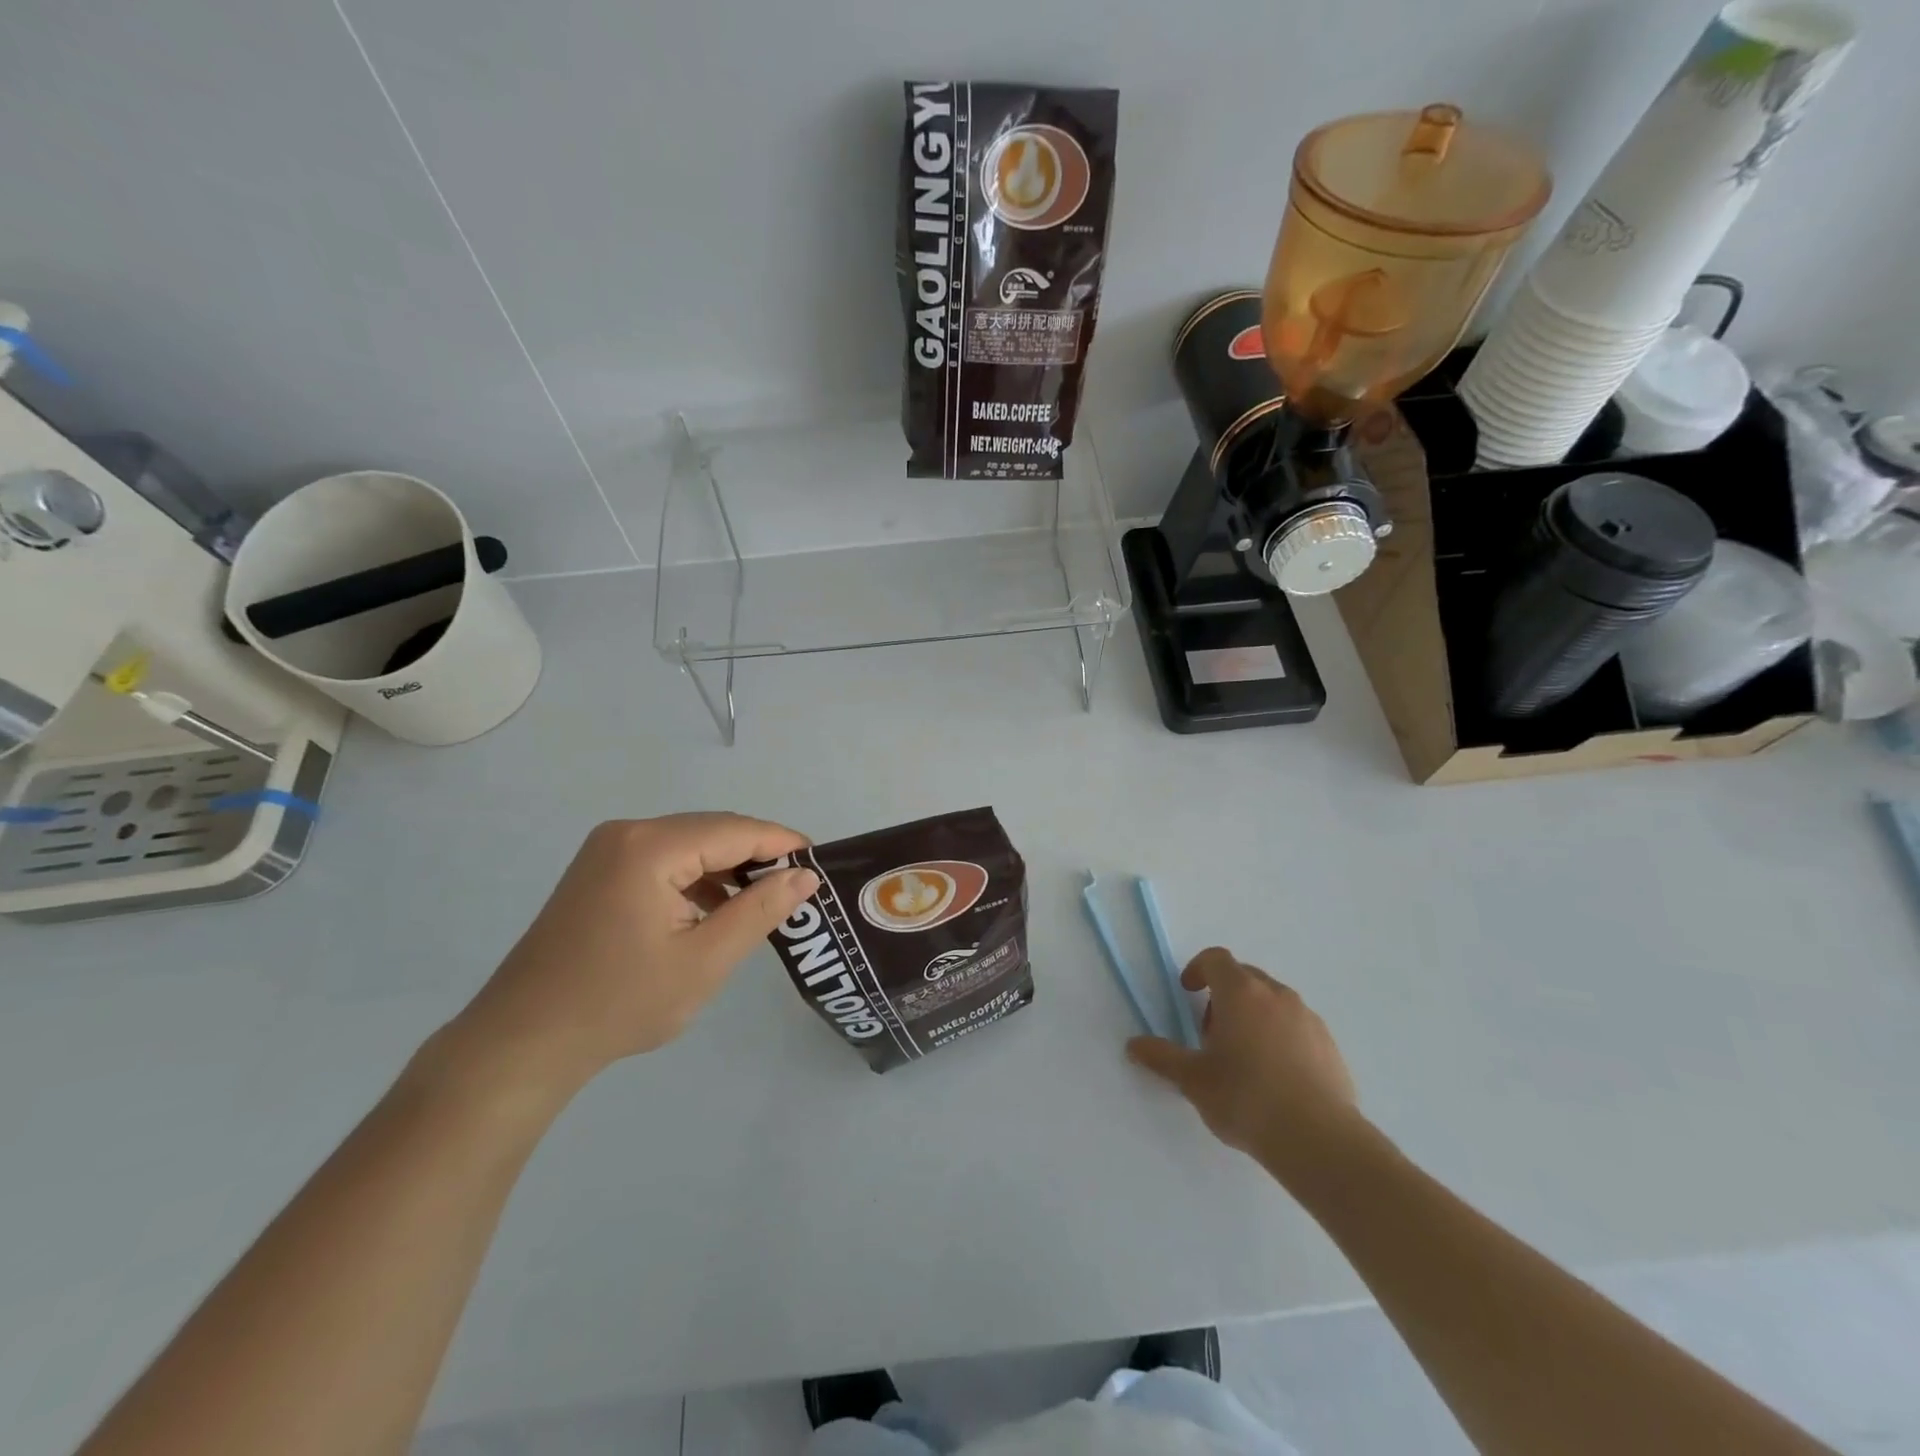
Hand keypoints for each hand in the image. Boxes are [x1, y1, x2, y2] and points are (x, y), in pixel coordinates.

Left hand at [447, 814, 817, 1090]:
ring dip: (727, 868)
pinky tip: (715, 910)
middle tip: (797, 887)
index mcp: (651, 847)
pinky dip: (697, 879)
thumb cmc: (620, 1003)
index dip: (782, 843)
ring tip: (764, 901)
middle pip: (712, 830)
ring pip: (689, 845)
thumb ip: (760, 910)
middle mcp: (628, 833)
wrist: (523, 1042)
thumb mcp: (705, 960)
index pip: (735, 830)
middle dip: (757, 855)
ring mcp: (607, 850)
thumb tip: (804, 875)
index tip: (820, 863)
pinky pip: (664, 860)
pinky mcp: (599, 871)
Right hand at [1127, 948, 1362, 1173]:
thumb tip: (1133, 1046)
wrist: (1319, 1140)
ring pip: (1272, 1002)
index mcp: (1240, 993)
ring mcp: (1307, 1018)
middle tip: (1211, 1033)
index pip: (1216, 959)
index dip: (1197, 969)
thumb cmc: (1246, 1099)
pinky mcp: (1329, 1044)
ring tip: (1244, 1058)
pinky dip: (1280, 1036)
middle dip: (1223, 996)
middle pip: (1244, 977)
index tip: (1187, 992)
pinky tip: (1276, 1076)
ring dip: (1253, 1015)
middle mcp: (1276, 995)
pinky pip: (1296, 1026)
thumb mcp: (1193, 1080)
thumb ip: (1162, 1057)